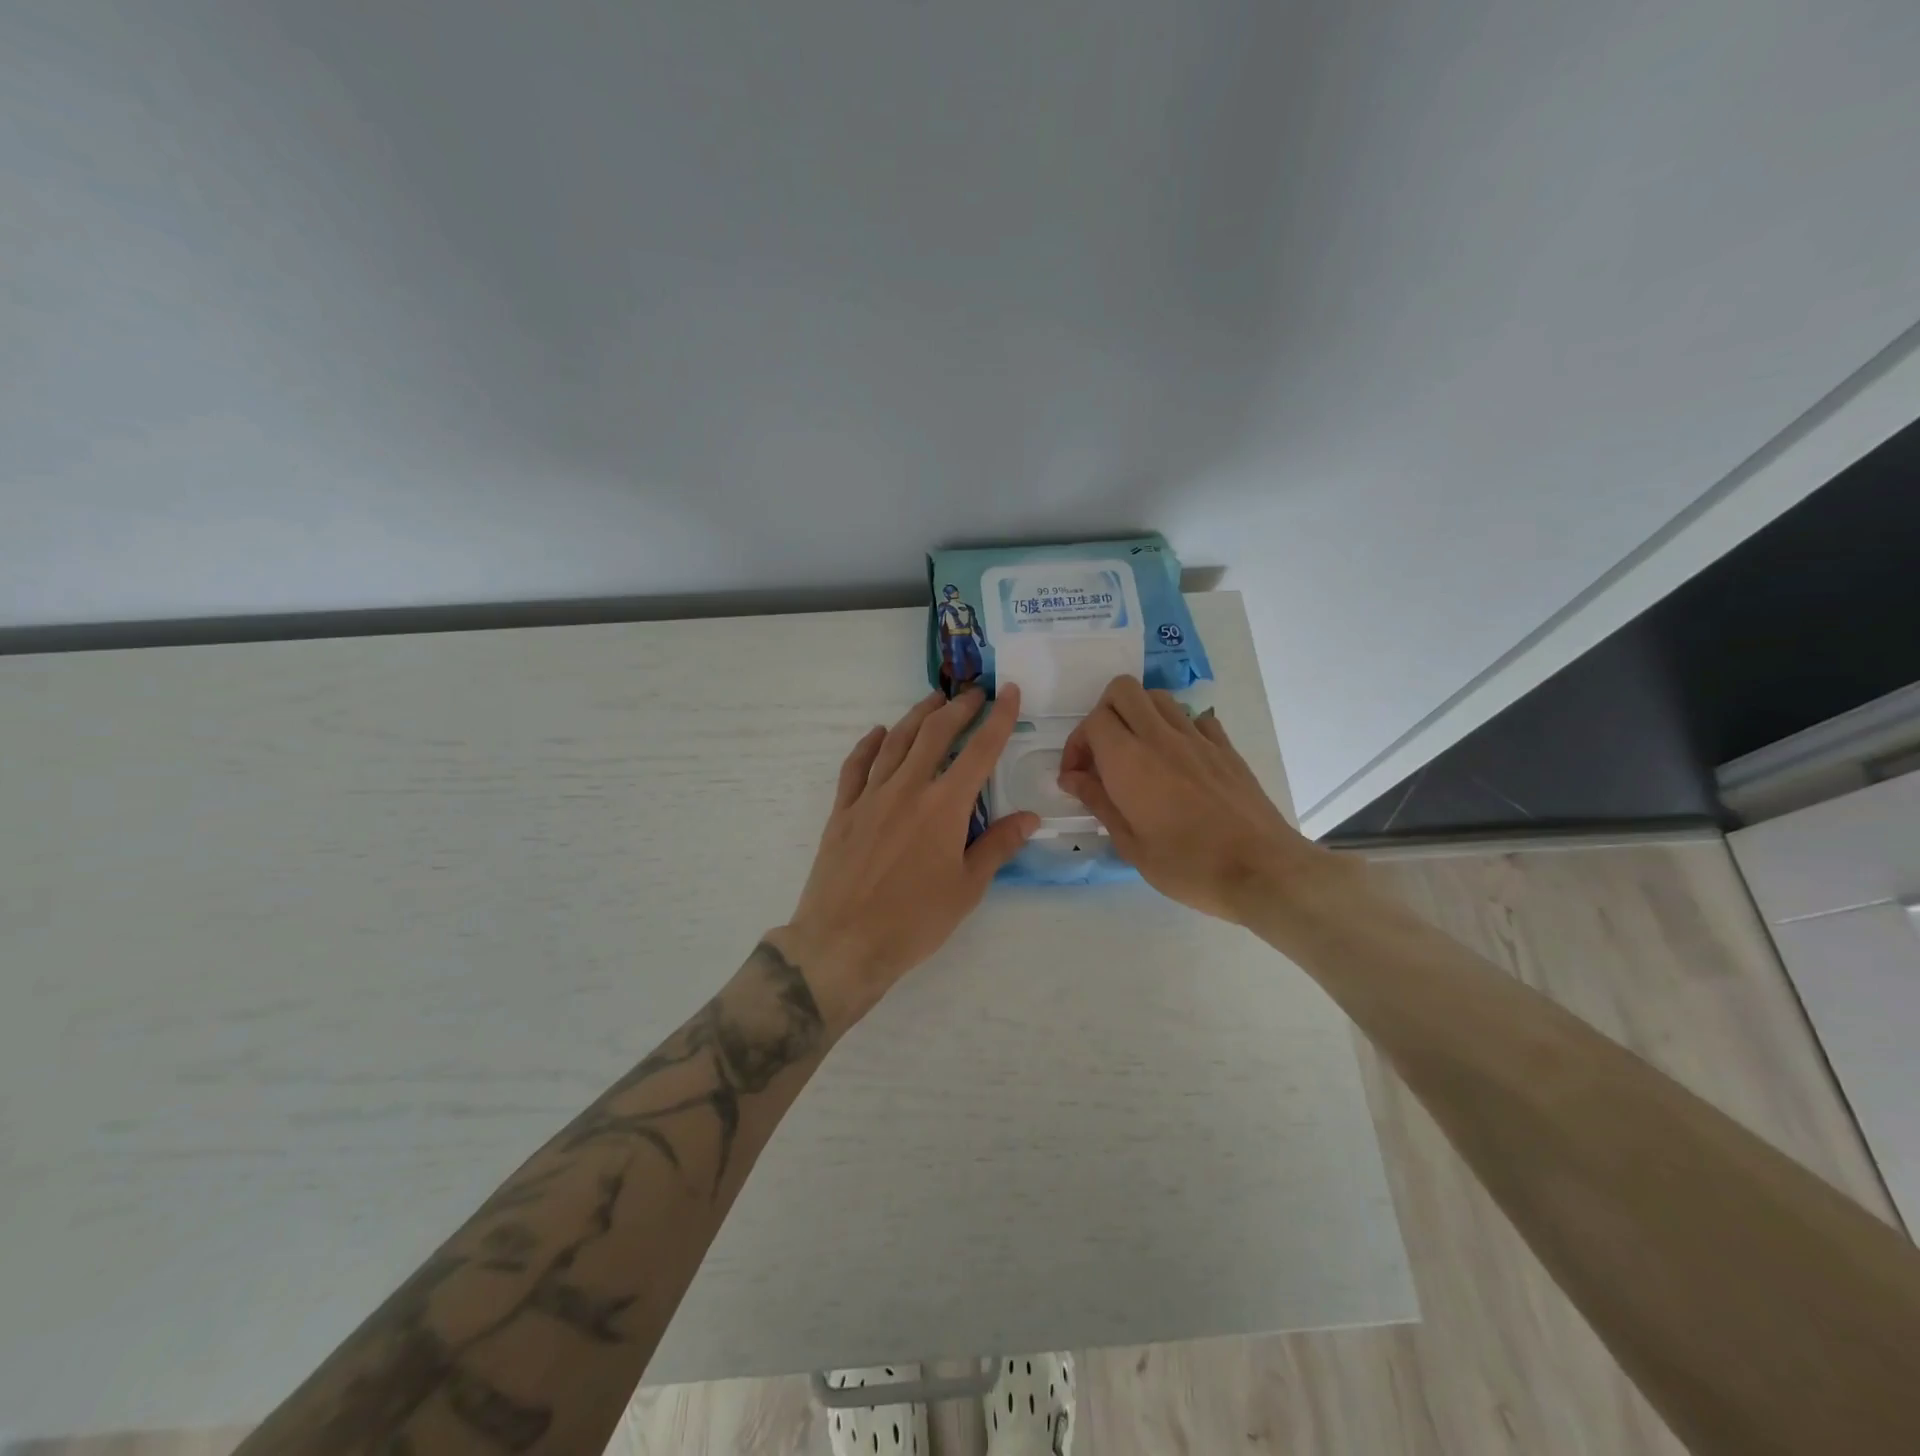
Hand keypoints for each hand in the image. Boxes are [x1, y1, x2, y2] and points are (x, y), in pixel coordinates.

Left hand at [770, 686, 1038, 1033]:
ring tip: (933, 701)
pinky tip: (877, 733)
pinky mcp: (842, 811)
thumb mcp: (967, 889)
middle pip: (935, 734)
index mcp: (944, 807)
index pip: (979, 750)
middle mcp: (908, 789)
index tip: (1008, 691)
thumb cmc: (914, 921)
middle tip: (973, 693)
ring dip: (916, 717)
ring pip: (895, 742)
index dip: (998, 718)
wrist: (843, 942)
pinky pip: (855, 767)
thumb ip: (998, 846)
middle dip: (958, 708)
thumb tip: (1030, 817)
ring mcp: (870, 797)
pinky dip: (868, 745)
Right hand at [1057, 675, 1341, 923]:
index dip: (1077, 744)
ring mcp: (1198, 738)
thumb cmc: (1187, 865)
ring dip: (1140, 715)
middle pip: (1123, 690)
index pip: (1093, 721)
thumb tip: (1072, 777)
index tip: (1078, 776)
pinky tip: (1180, 760)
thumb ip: (1098, 801)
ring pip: (1158, 697)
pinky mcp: (1226, 748)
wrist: (1261, 870)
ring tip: (1139, 753)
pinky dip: (1179, 728)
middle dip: (1104, 712)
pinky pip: (1196, 718)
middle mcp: (1160, 737)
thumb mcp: (1130, 844)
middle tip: (1104, 752)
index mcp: (1129, 760)